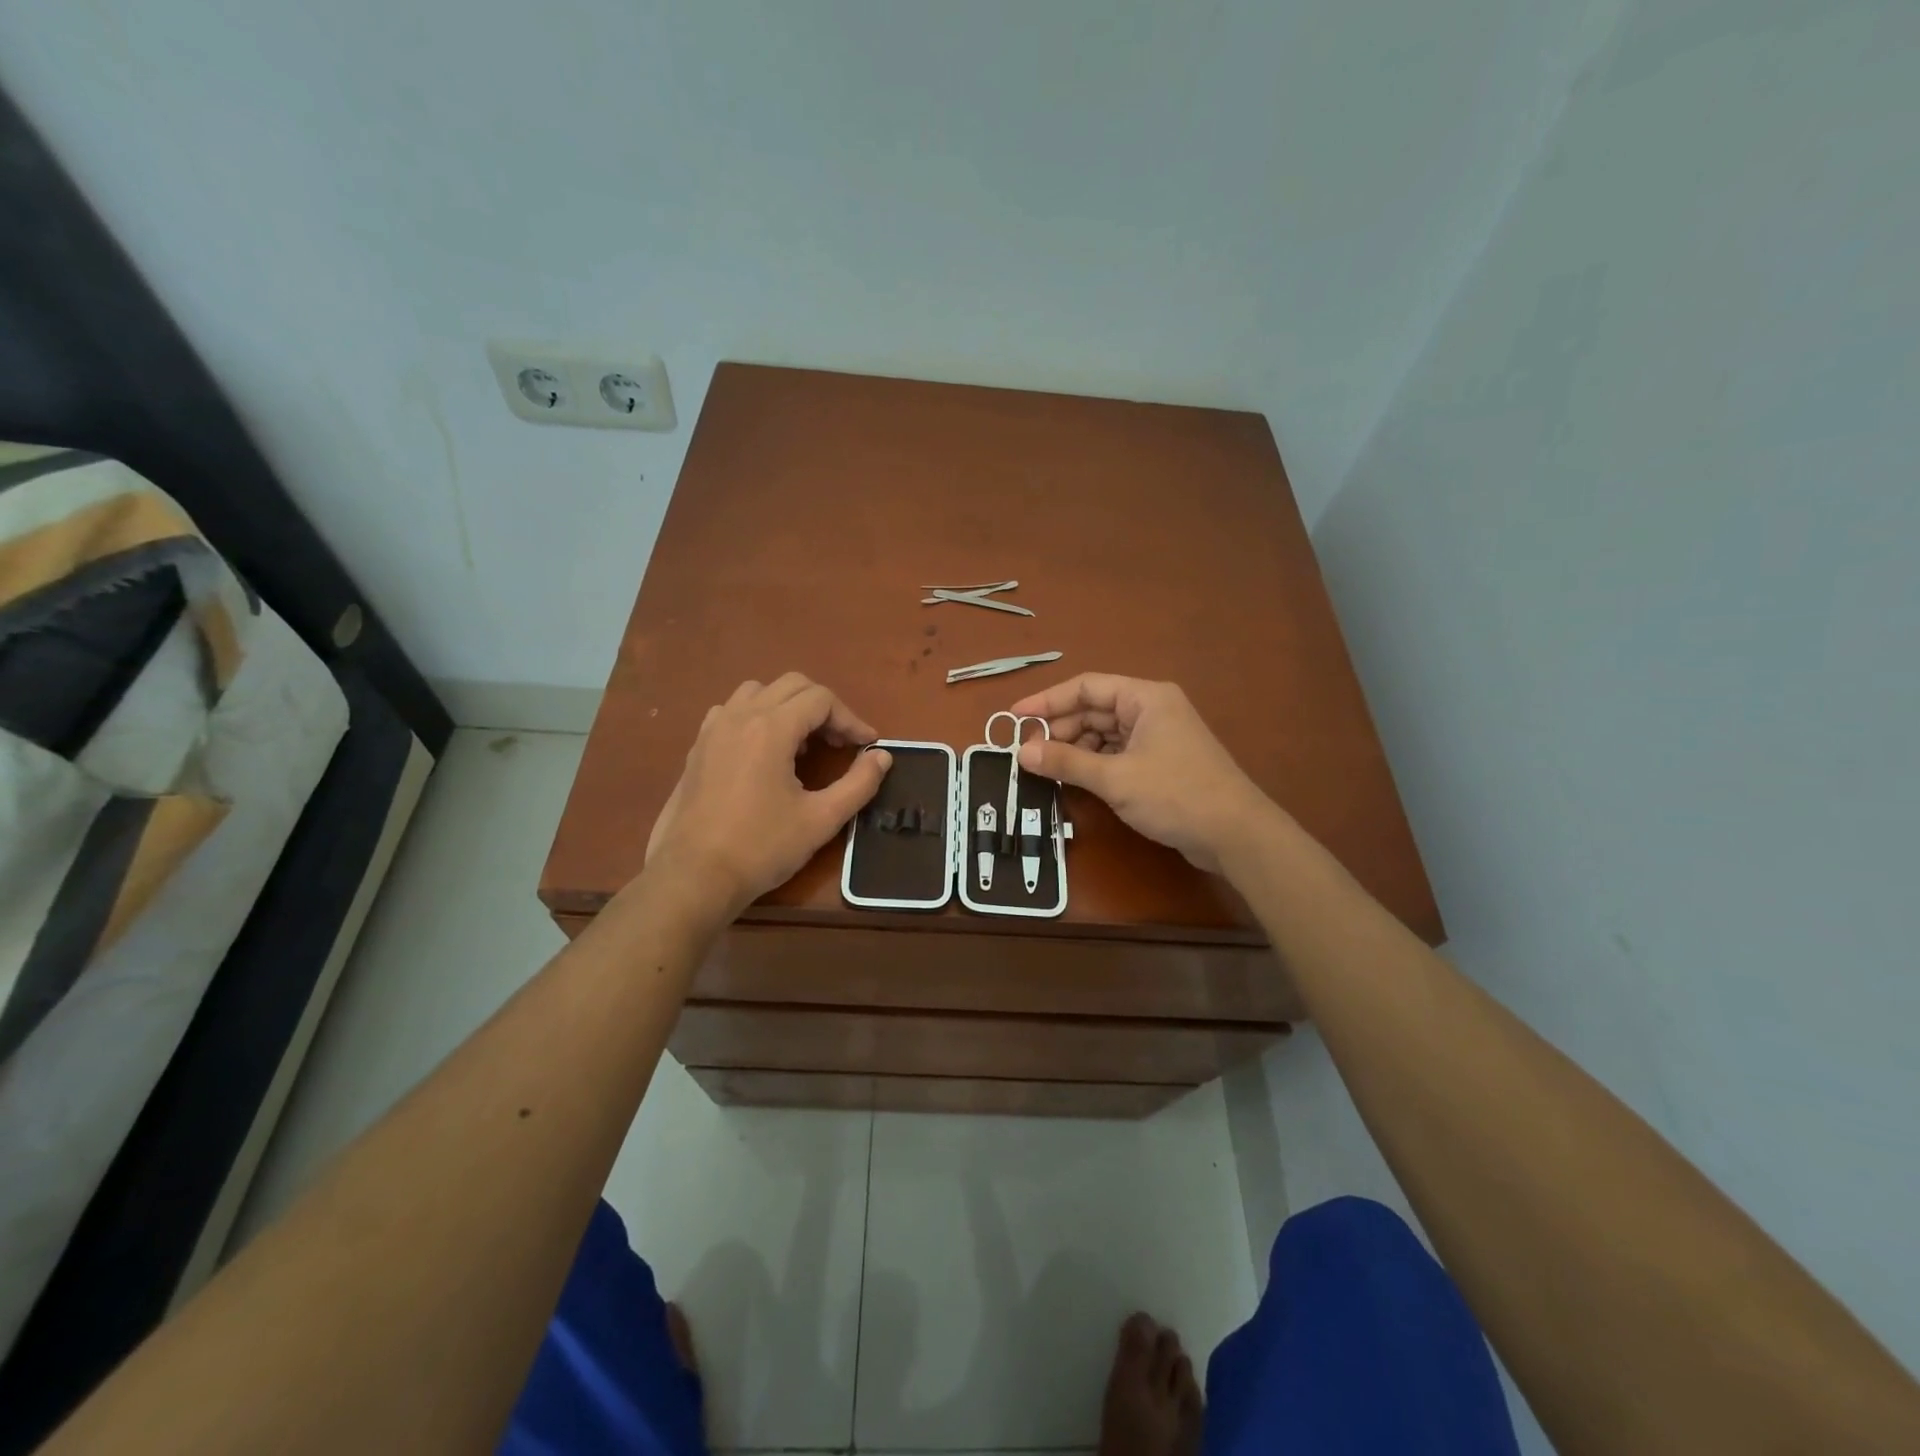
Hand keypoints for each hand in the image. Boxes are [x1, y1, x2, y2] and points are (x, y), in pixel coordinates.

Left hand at [645, 674, 890, 916]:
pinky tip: (763, 751)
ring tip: (802, 744)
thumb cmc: (762, 847)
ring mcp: (714, 729)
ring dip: (788, 707)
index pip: (821, 699)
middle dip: (824, 708)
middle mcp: (741, 716)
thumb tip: (882, 756)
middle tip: (840, 743)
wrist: (694, 876)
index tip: (866, 746)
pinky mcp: (698, 748)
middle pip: (792, 686)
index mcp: (771, 728)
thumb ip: (859, 783)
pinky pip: (731, 711)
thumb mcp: (821, 819)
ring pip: (758, 691)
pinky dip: (756, 716)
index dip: (851, 719)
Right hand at [1011, 674, 1275, 874]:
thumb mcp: (1115, 779)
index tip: (1014, 718)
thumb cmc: (1176, 794)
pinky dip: (1094, 764)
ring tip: (1046, 769)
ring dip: (1075, 750)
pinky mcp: (1160, 763)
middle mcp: (1151, 710)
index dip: (1047, 701)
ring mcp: (1158, 737)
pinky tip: (1074, 779)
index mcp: (1145, 698)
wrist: (1235, 834)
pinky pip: (1117, 754)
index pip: (1086, 687)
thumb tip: (1021, 752)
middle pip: (1094, 710)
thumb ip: (1065, 762)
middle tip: (1028, 754)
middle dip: (1060, 730)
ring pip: (1104, 734)